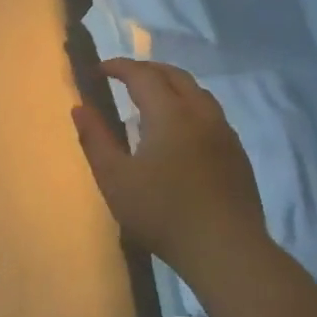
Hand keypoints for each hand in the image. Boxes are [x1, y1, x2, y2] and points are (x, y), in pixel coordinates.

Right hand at [72, 59, 270, 271]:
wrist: (225, 250)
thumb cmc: (162, 212)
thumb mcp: (114, 178)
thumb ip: (95, 139)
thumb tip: (80, 107)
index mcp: (170, 114)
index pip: (143, 75)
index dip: (119, 67)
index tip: (99, 69)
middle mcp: (201, 115)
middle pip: (175, 76)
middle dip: (147, 70)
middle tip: (123, 76)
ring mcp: (224, 134)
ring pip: (198, 93)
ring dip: (172, 86)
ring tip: (151, 98)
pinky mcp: (237, 155)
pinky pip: (211, 114)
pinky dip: (189, 107)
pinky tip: (179, 131)